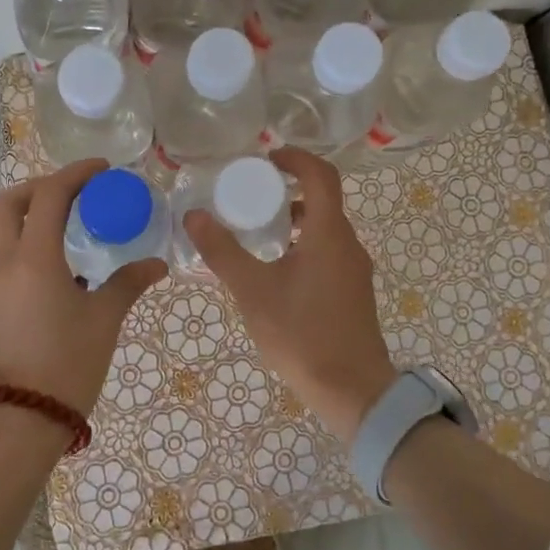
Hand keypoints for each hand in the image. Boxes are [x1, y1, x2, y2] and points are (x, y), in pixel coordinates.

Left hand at [0, 159, 166, 420]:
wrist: (20, 420)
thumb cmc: (67, 364)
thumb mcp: (104, 319)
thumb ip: (128, 283)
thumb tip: (156, 264)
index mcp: (33, 258)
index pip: (49, 196)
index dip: (75, 174)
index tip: (101, 170)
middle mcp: (2, 261)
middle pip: (8, 202)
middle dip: (39, 187)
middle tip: (73, 192)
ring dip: (26, 212)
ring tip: (65, 222)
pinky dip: (21, 240)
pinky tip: (53, 262)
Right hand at [185, 148, 394, 442]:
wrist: (353, 391)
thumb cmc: (302, 335)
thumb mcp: (253, 291)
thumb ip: (222, 251)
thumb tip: (194, 216)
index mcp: (328, 234)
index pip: (321, 175)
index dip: (296, 158)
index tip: (267, 158)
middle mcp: (348, 244)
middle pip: (323, 200)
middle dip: (289, 190)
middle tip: (252, 195)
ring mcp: (355, 270)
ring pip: (325, 229)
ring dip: (295, 220)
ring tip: (258, 232)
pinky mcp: (353, 292)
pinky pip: (328, 252)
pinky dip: (303, 244)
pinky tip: (276, 270)